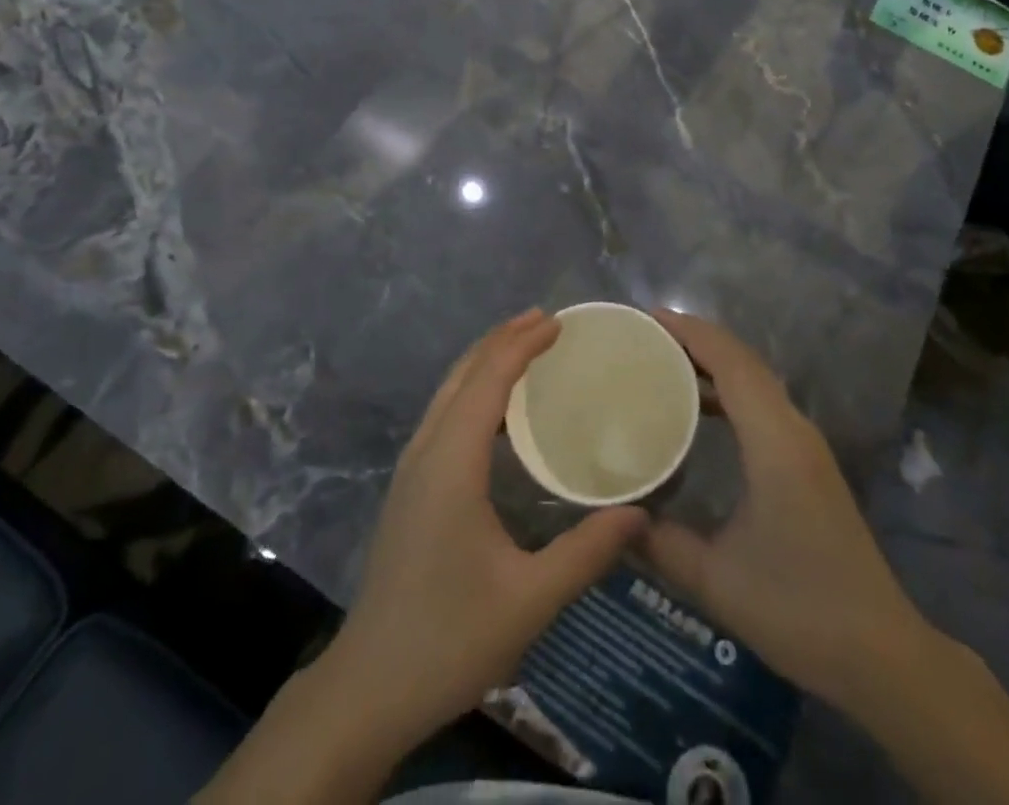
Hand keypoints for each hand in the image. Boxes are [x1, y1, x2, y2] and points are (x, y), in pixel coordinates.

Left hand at [320, 308, 647, 748]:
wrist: (368, 686)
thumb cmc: (449, 639)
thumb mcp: (529, 600)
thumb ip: (587, 553)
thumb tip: (640, 514)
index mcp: (451, 462)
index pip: (489, 380)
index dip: (523, 344)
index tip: (559, 322)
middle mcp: (426, 450)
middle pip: (464, 374)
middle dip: (503, 340)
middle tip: (547, 322)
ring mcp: (411, 468)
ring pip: (448, 392)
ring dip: (485, 361)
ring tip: (525, 348)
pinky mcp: (409, 487)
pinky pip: (443, 415)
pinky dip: (473, 391)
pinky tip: (497, 412)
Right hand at [638, 309, 933, 710]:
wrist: (883, 656)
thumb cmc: (799, 610)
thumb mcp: (716, 581)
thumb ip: (658, 543)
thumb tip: (610, 516)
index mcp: (775, 441)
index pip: (731, 362)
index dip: (690, 332)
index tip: (647, 319)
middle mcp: (794, 429)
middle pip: (744, 361)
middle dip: (696, 340)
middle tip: (644, 337)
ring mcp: (806, 445)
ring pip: (755, 381)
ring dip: (713, 363)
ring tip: (663, 363)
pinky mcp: (808, 463)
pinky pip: (762, 404)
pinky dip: (728, 390)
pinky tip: (699, 410)